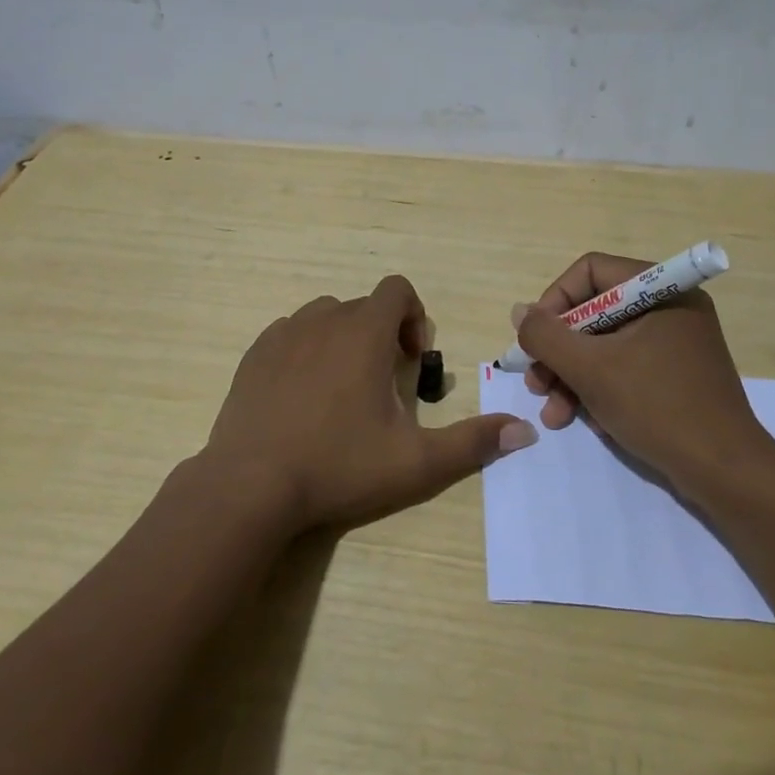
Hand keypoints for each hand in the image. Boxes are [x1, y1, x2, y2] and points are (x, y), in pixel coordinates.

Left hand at [205, 275, 536, 533]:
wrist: (250, 486)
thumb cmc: (338, 465)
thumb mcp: (415, 462)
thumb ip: (472, 442)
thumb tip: (525, 432)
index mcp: (363, 331)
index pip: (397, 289)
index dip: (414, 317)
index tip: (413, 360)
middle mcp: (323, 319)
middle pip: (364, 306)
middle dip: (382, 334)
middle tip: (383, 387)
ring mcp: (283, 334)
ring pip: (325, 317)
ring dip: (344, 340)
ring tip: (344, 390)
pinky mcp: (254, 354)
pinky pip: (290, 334)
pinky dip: (306, 352)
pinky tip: (303, 398)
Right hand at [515, 252, 766, 497]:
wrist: (726, 474)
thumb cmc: (658, 407)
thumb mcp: (591, 369)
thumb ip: (546, 336)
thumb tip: (519, 311)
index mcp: (660, 290)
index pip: (591, 272)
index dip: (555, 301)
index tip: (535, 339)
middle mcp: (669, 307)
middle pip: (594, 312)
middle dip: (559, 350)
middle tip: (536, 383)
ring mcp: (674, 343)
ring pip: (605, 344)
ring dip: (571, 376)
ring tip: (552, 412)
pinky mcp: (675, 375)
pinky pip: (624, 367)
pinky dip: (598, 389)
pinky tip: (581, 420)